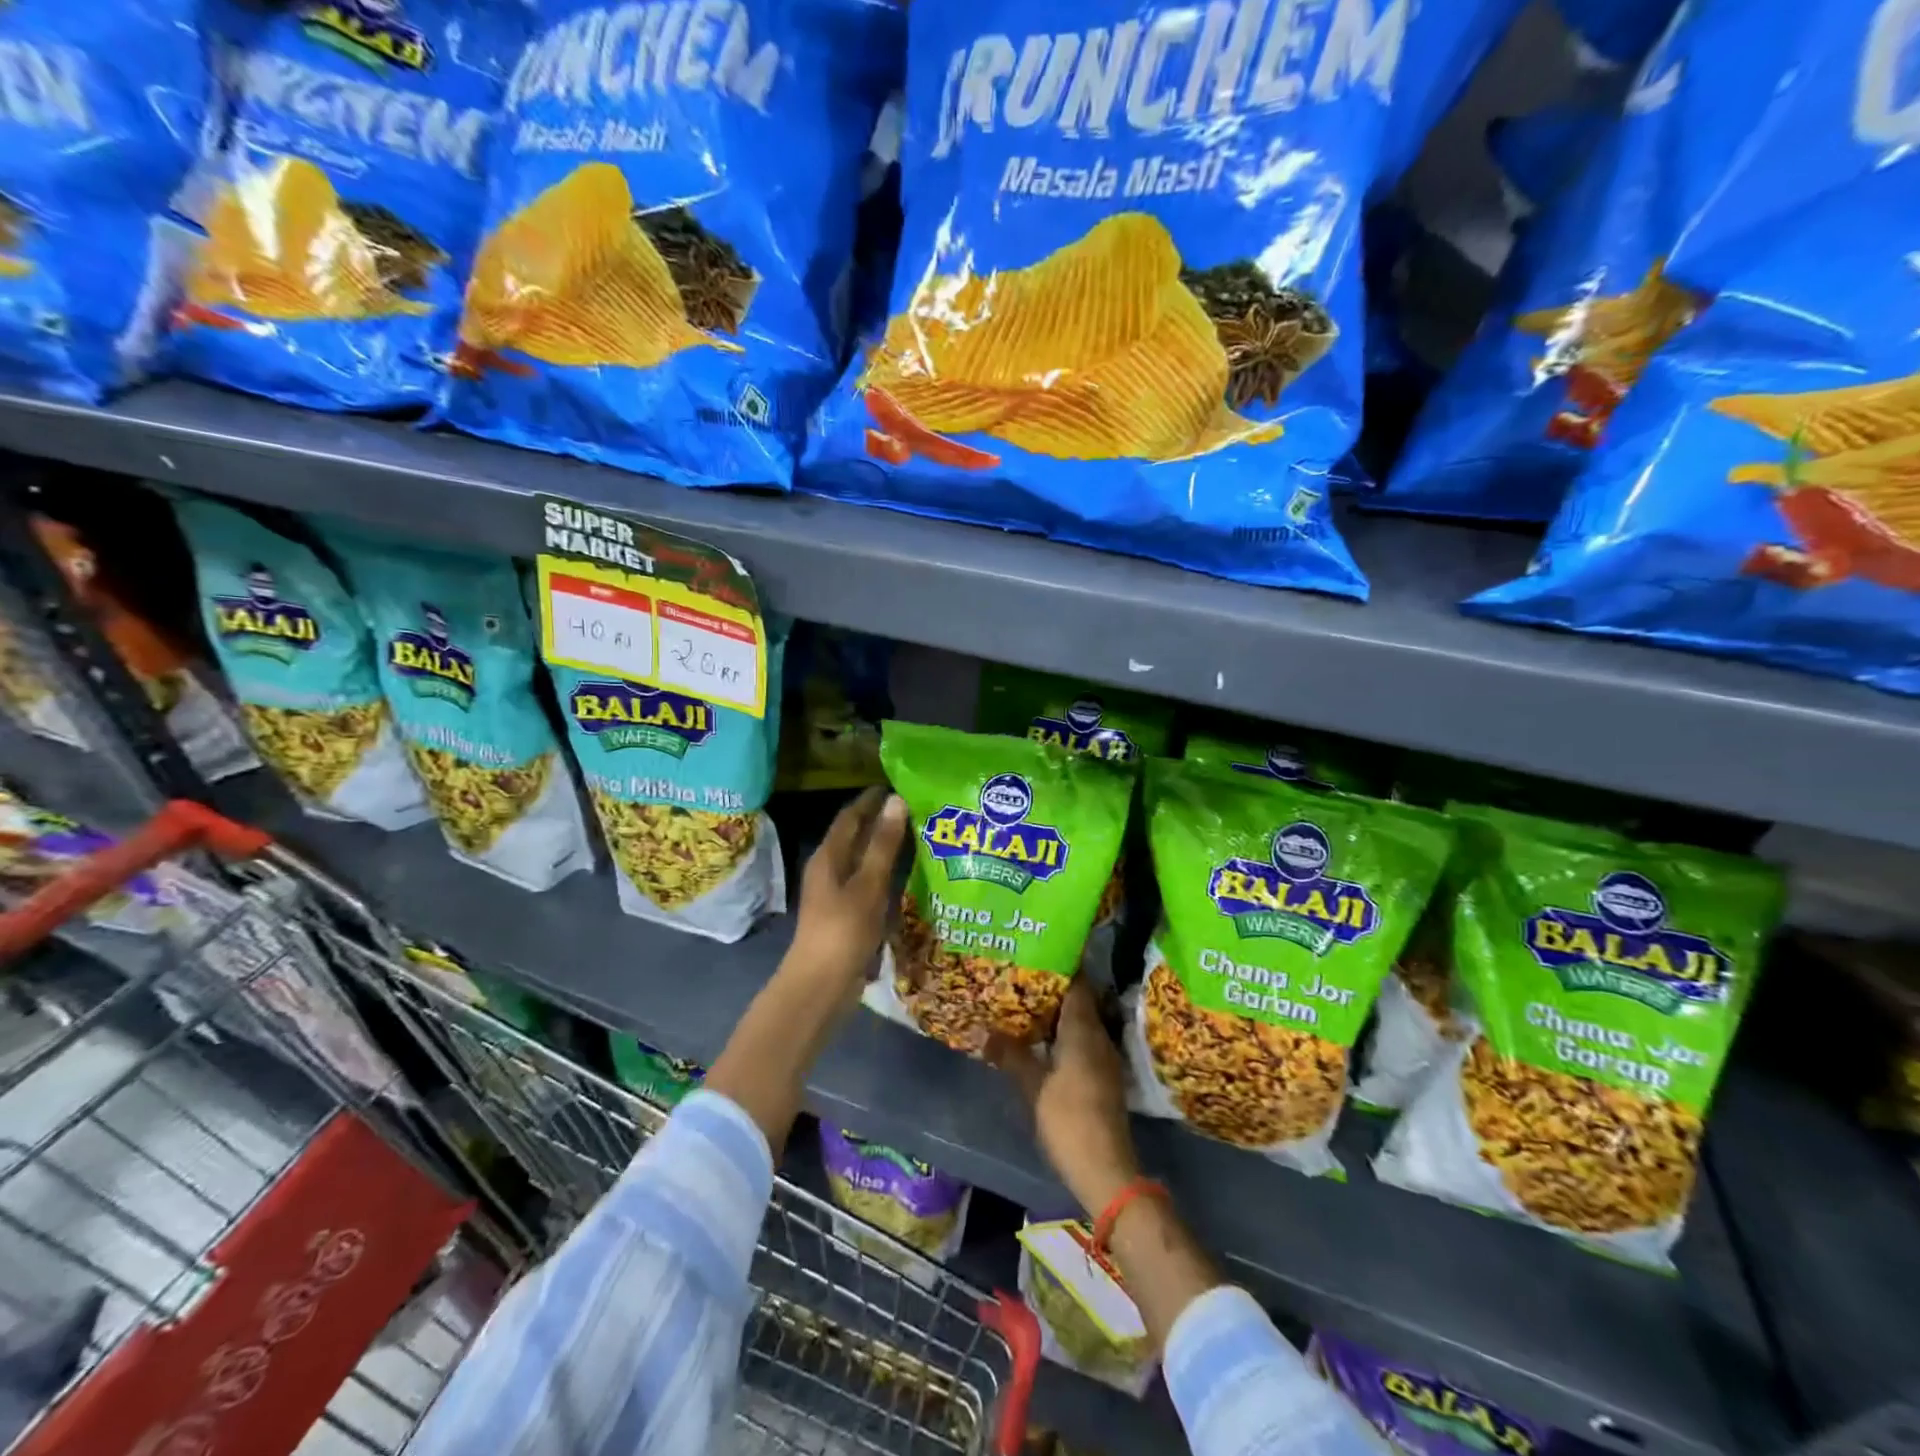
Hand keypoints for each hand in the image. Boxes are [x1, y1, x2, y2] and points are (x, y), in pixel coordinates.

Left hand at [786, 787, 908, 1003]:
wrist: (820, 986)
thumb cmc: (843, 930)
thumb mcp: (868, 884)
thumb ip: (883, 844)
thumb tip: (896, 800)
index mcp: (828, 857)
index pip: (851, 816)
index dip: (872, 799)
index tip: (899, 784)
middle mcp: (830, 870)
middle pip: (857, 837)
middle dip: (883, 821)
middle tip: (918, 809)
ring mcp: (837, 894)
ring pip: (864, 861)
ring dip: (887, 848)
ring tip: (920, 837)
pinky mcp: (847, 915)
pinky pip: (869, 884)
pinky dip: (887, 874)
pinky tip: (910, 878)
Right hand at [989, 978, 1140, 1216]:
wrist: (1106, 1168)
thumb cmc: (1068, 1119)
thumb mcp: (1032, 1086)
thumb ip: (1010, 1054)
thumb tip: (984, 1030)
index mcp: (1084, 1029)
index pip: (1077, 983)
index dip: (1059, 966)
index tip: (1036, 953)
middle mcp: (1099, 1036)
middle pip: (1078, 1001)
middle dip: (1053, 988)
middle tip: (1022, 977)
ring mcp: (1104, 1057)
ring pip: (1081, 1022)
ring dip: (1057, 1013)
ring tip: (1025, 1005)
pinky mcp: (1103, 1077)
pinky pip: (1083, 1041)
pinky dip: (1064, 1034)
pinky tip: (1042, 1041)